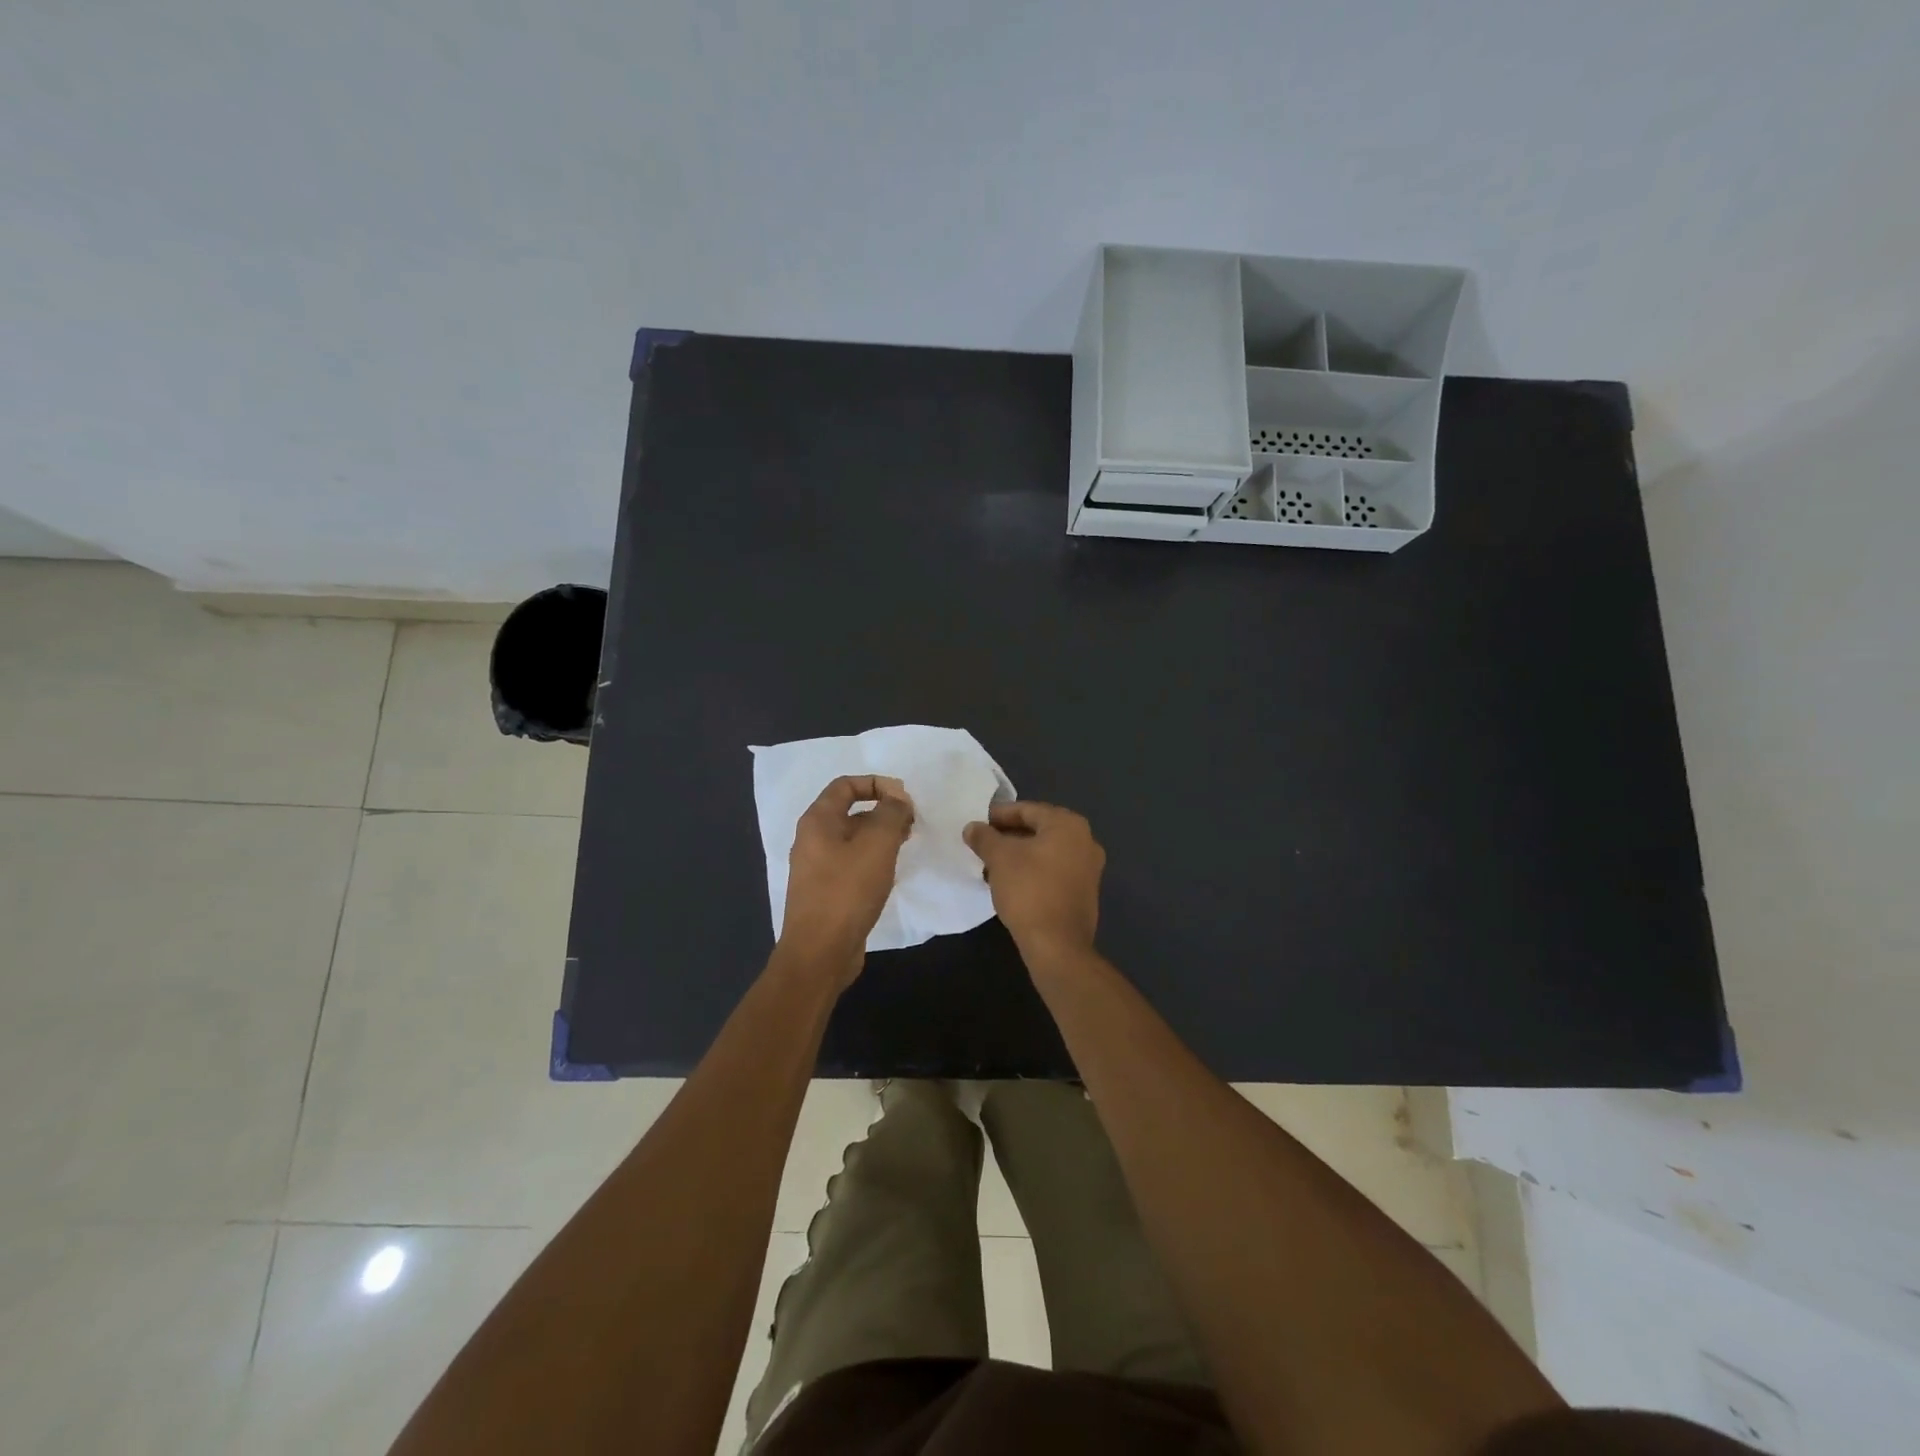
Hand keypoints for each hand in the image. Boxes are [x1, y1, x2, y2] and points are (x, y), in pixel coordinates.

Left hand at [778, 775, 914, 983]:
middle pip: (850, 811)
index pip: (846, 785)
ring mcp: (817, 868)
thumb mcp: (877, 844)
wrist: (820, 953)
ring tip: (906, 845)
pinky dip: (873, 859)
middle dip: (883, 811)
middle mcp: (812, 839)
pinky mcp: (826, 892)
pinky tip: (891, 872)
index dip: (877, 783)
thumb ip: (891, 813)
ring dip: (881, 836)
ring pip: (853, 839)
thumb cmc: (847, 891)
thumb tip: (897, 798)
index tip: (905, 798)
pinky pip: (852, 863)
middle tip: (911, 823)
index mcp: (817, 821)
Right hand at [962, 801, 1105, 964]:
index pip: (1027, 810)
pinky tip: (1010, 883)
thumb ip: (984, 837)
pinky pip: (1053, 871)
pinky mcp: (1084, 892)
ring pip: (1045, 852)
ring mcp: (1089, 868)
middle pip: (1038, 830)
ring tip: (990, 866)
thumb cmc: (1029, 890)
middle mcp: (1085, 841)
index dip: (998, 815)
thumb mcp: (999, 858)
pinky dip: (1032, 871)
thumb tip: (972, 827)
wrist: (1057, 945)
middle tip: (982, 844)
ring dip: (1018, 856)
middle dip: (1008, 836)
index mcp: (1068, 825)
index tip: (976, 824)